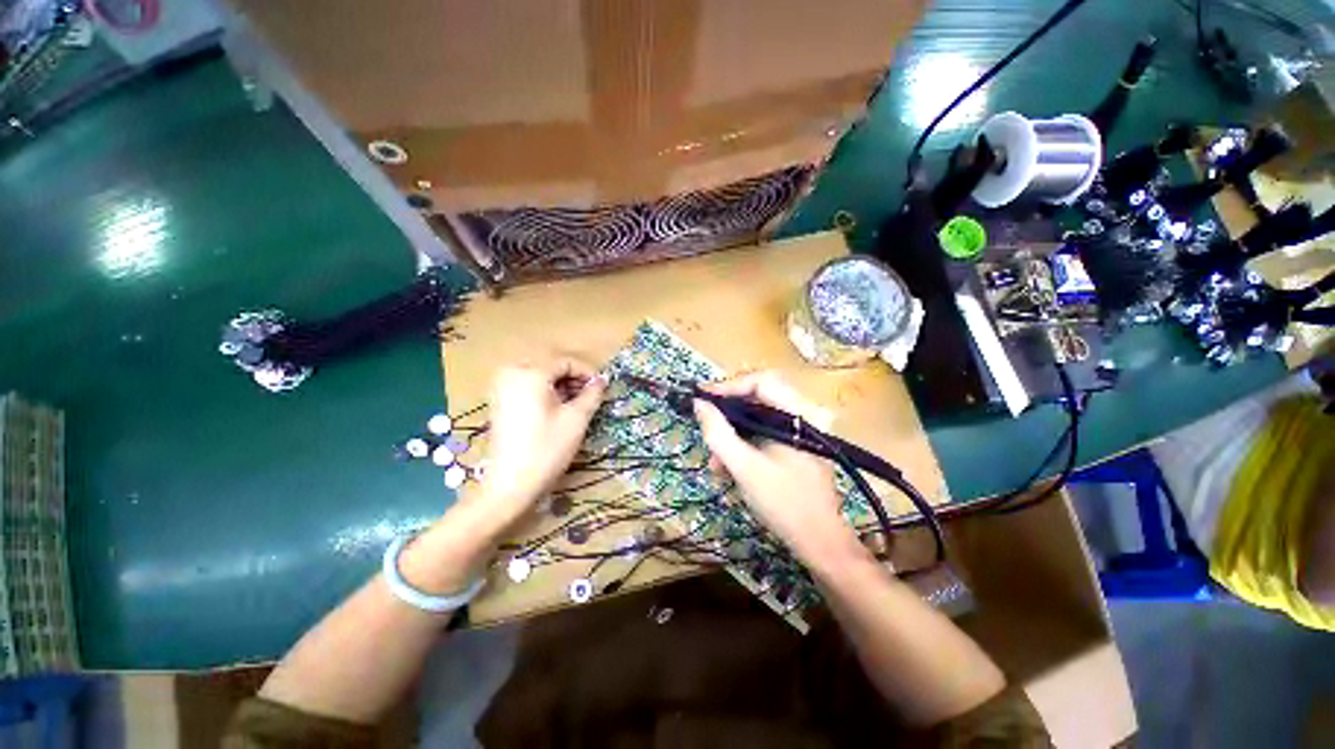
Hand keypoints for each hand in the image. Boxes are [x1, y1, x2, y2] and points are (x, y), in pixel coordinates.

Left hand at [478, 356, 606, 518]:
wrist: (510, 484)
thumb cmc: (547, 448)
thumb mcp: (576, 419)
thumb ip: (592, 394)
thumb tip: (602, 380)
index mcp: (530, 373)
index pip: (566, 361)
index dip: (587, 372)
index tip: (602, 387)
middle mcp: (512, 373)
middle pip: (551, 365)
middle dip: (573, 377)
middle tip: (590, 395)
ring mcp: (501, 387)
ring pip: (539, 374)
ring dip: (559, 384)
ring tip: (576, 403)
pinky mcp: (499, 401)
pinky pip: (526, 385)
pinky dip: (544, 390)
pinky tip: (556, 407)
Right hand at [693, 372, 855, 562]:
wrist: (819, 542)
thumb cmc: (783, 502)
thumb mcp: (744, 467)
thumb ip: (718, 433)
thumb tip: (699, 404)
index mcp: (796, 414)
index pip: (760, 381)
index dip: (729, 386)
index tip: (703, 399)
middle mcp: (800, 417)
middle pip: (757, 399)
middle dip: (728, 415)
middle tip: (707, 428)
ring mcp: (798, 433)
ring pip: (756, 419)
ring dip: (732, 436)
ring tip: (716, 462)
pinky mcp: (793, 447)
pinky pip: (762, 436)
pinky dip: (743, 447)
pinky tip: (729, 469)